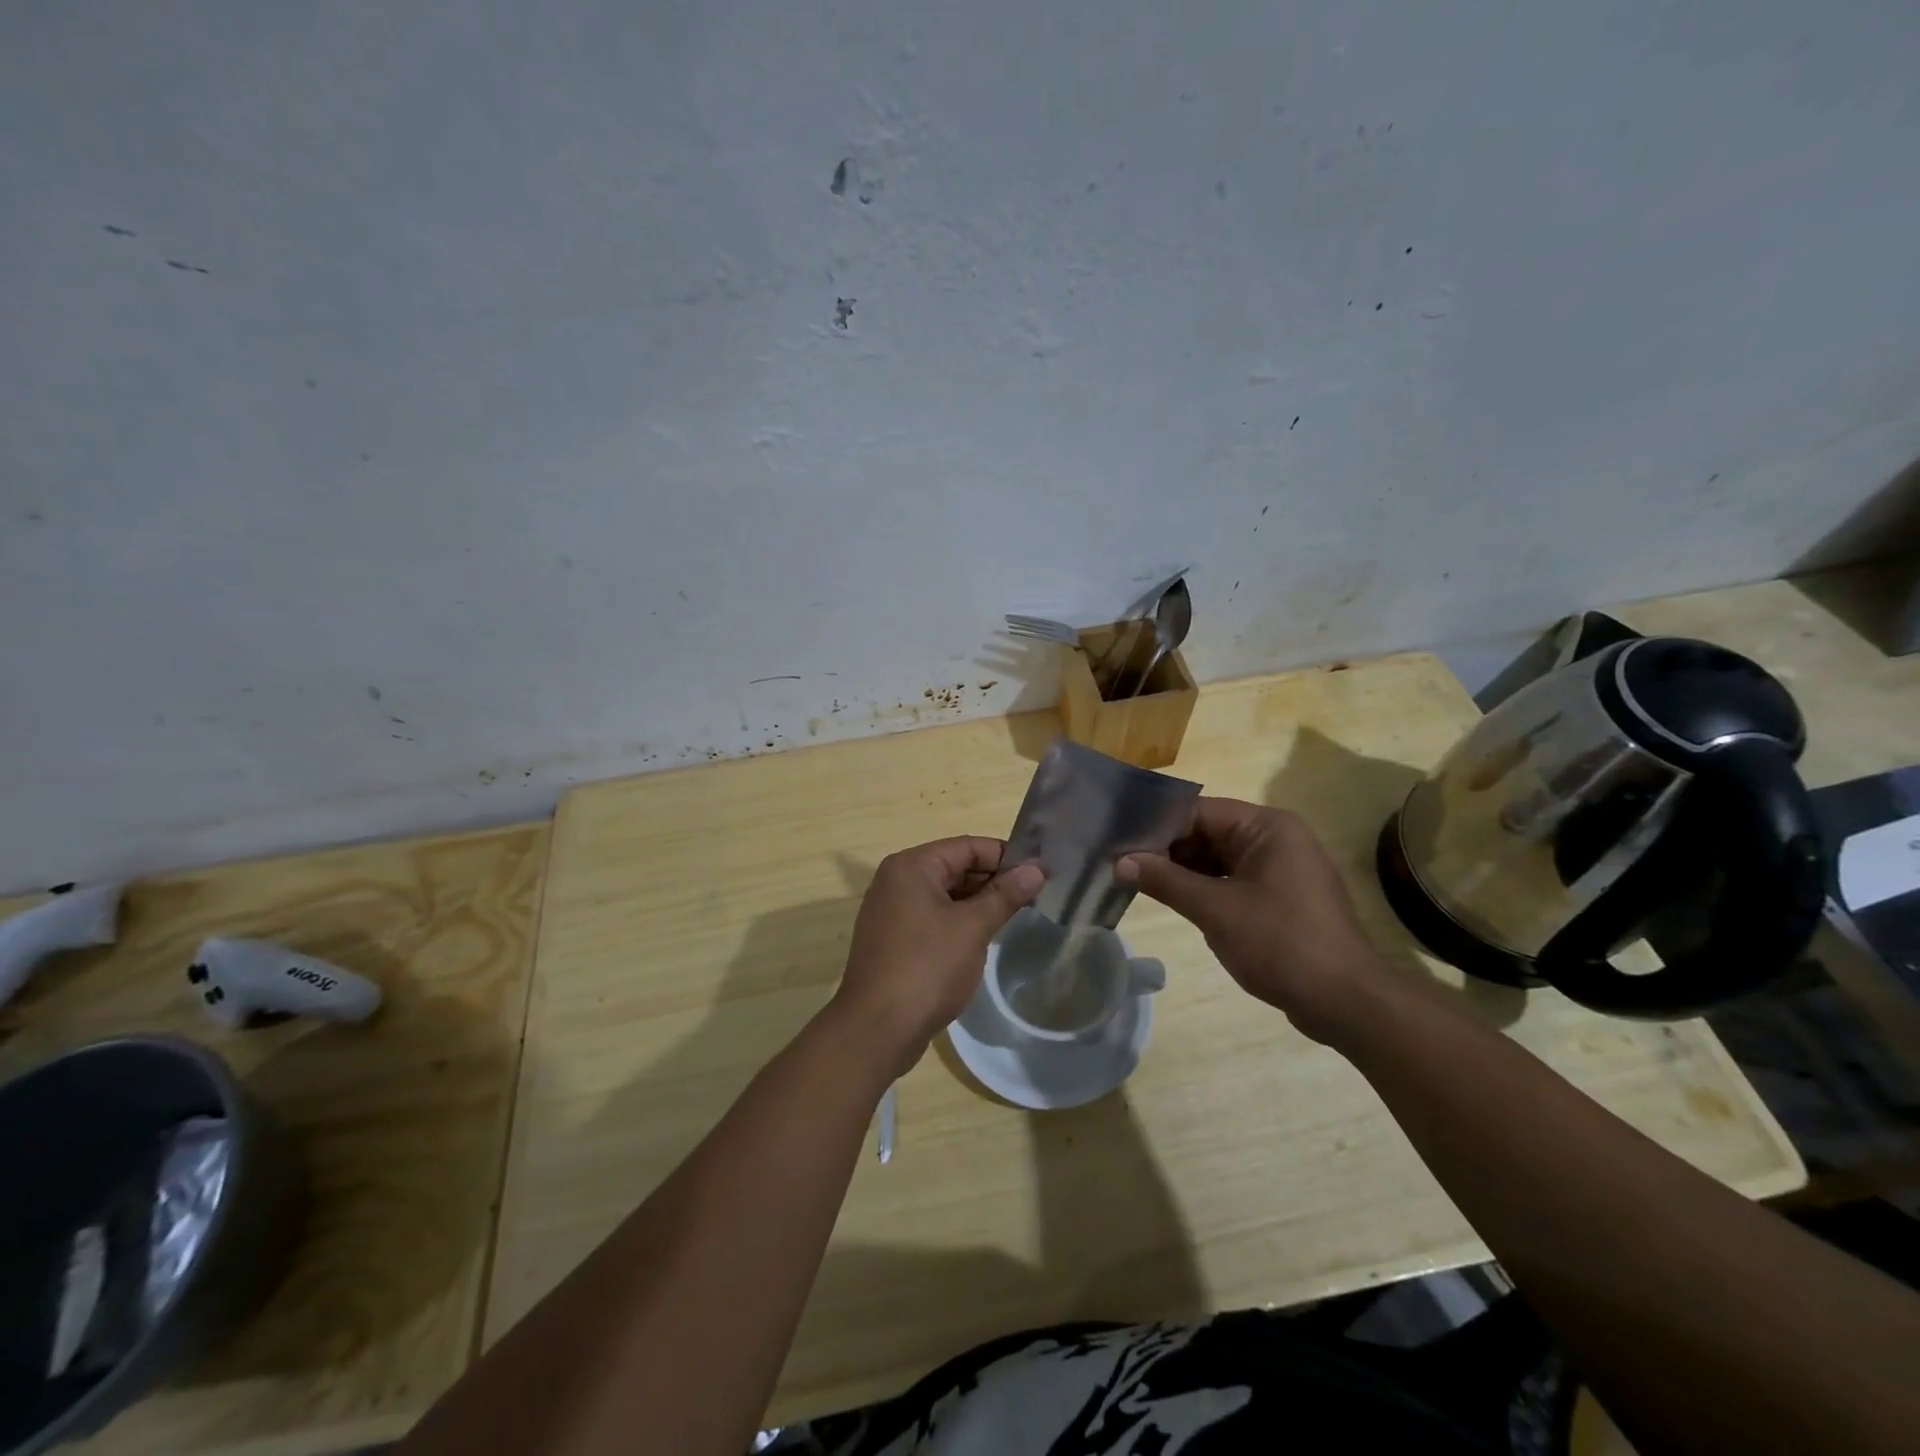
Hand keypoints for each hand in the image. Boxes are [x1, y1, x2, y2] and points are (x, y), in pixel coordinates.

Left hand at [830, 837, 1045, 1076]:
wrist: (877, 1029)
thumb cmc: (927, 968)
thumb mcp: (973, 927)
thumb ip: (1005, 895)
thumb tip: (1037, 869)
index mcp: (911, 866)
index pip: (967, 846)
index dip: (1005, 856)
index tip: (1040, 873)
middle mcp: (896, 881)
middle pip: (954, 867)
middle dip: (993, 880)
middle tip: (1034, 896)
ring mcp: (891, 912)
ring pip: (944, 895)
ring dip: (978, 903)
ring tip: (1015, 916)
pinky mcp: (893, 940)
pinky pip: (932, 918)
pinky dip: (958, 922)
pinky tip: (983, 939)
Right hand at [1116, 798, 1392, 1043]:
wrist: (1347, 1002)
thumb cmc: (1281, 943)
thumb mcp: (1215, 910)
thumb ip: (1165, 881)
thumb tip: (1119, 861)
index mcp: (1267, 827)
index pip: (1199, 812)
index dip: (1157, 826)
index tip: (1118, 842)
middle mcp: (1276, 838)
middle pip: (1207, 833)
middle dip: (1167, 850)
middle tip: (1120, 865)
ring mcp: (1281, 869)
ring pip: (1218, 859)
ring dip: (1182, 872)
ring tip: (1136, 882)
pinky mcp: (1281, 898)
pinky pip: (1233, 881)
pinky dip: (1204, 889)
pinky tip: (1173, 900)